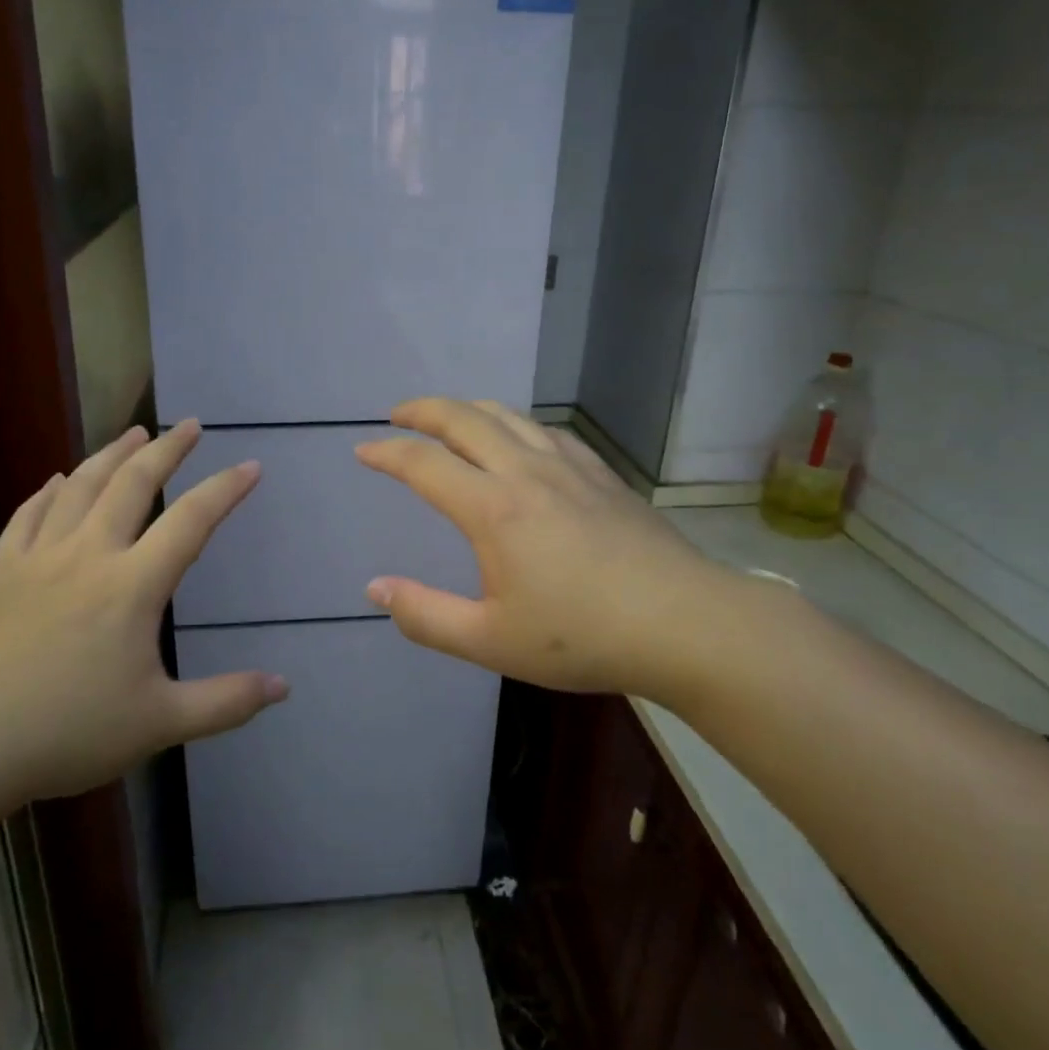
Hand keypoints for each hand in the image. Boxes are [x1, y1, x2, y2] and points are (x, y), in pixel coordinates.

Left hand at [0, 420, 284, 837]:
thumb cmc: (66, 733)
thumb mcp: (159, 723)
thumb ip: (225, 702)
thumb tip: (282, 686)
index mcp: (131, 585)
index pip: (191, 521)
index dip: (225, 489)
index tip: (250, 466)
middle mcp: (88, 554)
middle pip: (132, 483)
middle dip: (166, 450)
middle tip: (189, 425)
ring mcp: (39, 558)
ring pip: (80, 486)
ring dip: (111, 454)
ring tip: (133, 432)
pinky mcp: (0, 572)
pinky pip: (27, 514)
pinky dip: (47, 490)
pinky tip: (57, 479)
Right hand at [355, 398, 747, 700]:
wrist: (684, 623)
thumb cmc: (582, 636)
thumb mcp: (491, 640)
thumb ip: (425, 616)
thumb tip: (374, 589)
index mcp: (492, 508)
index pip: (424, 464)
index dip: (387, 453)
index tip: (364, 450)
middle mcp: (525, 471)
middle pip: (463, 419)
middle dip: (423, 410)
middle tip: (398, 415)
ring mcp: (568, 466)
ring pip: (507, 415)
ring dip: (468, 409)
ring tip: (448, 418)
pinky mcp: (601, 473)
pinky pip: (546, 430)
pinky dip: (515, 423)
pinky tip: (518, 439)